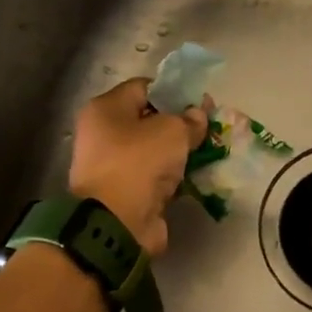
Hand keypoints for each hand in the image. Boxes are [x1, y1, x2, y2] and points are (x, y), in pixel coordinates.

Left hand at [69, 79, 207, 254]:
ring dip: (178, 153)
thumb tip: (196, 116)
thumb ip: (188, 119)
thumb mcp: (172, 131)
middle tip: (208, 128)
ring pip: (153, 151)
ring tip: (208, 152)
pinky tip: (195, 176)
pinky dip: (173, 177)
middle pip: (148, 120)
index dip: (174, 92)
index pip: (144, 87)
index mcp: (106, 109)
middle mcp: (104, 134)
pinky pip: (154, 177)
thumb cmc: (138, 163)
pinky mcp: (125, 193)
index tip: (200, 102)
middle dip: (179, 124)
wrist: (117, 223)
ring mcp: (113, 166)